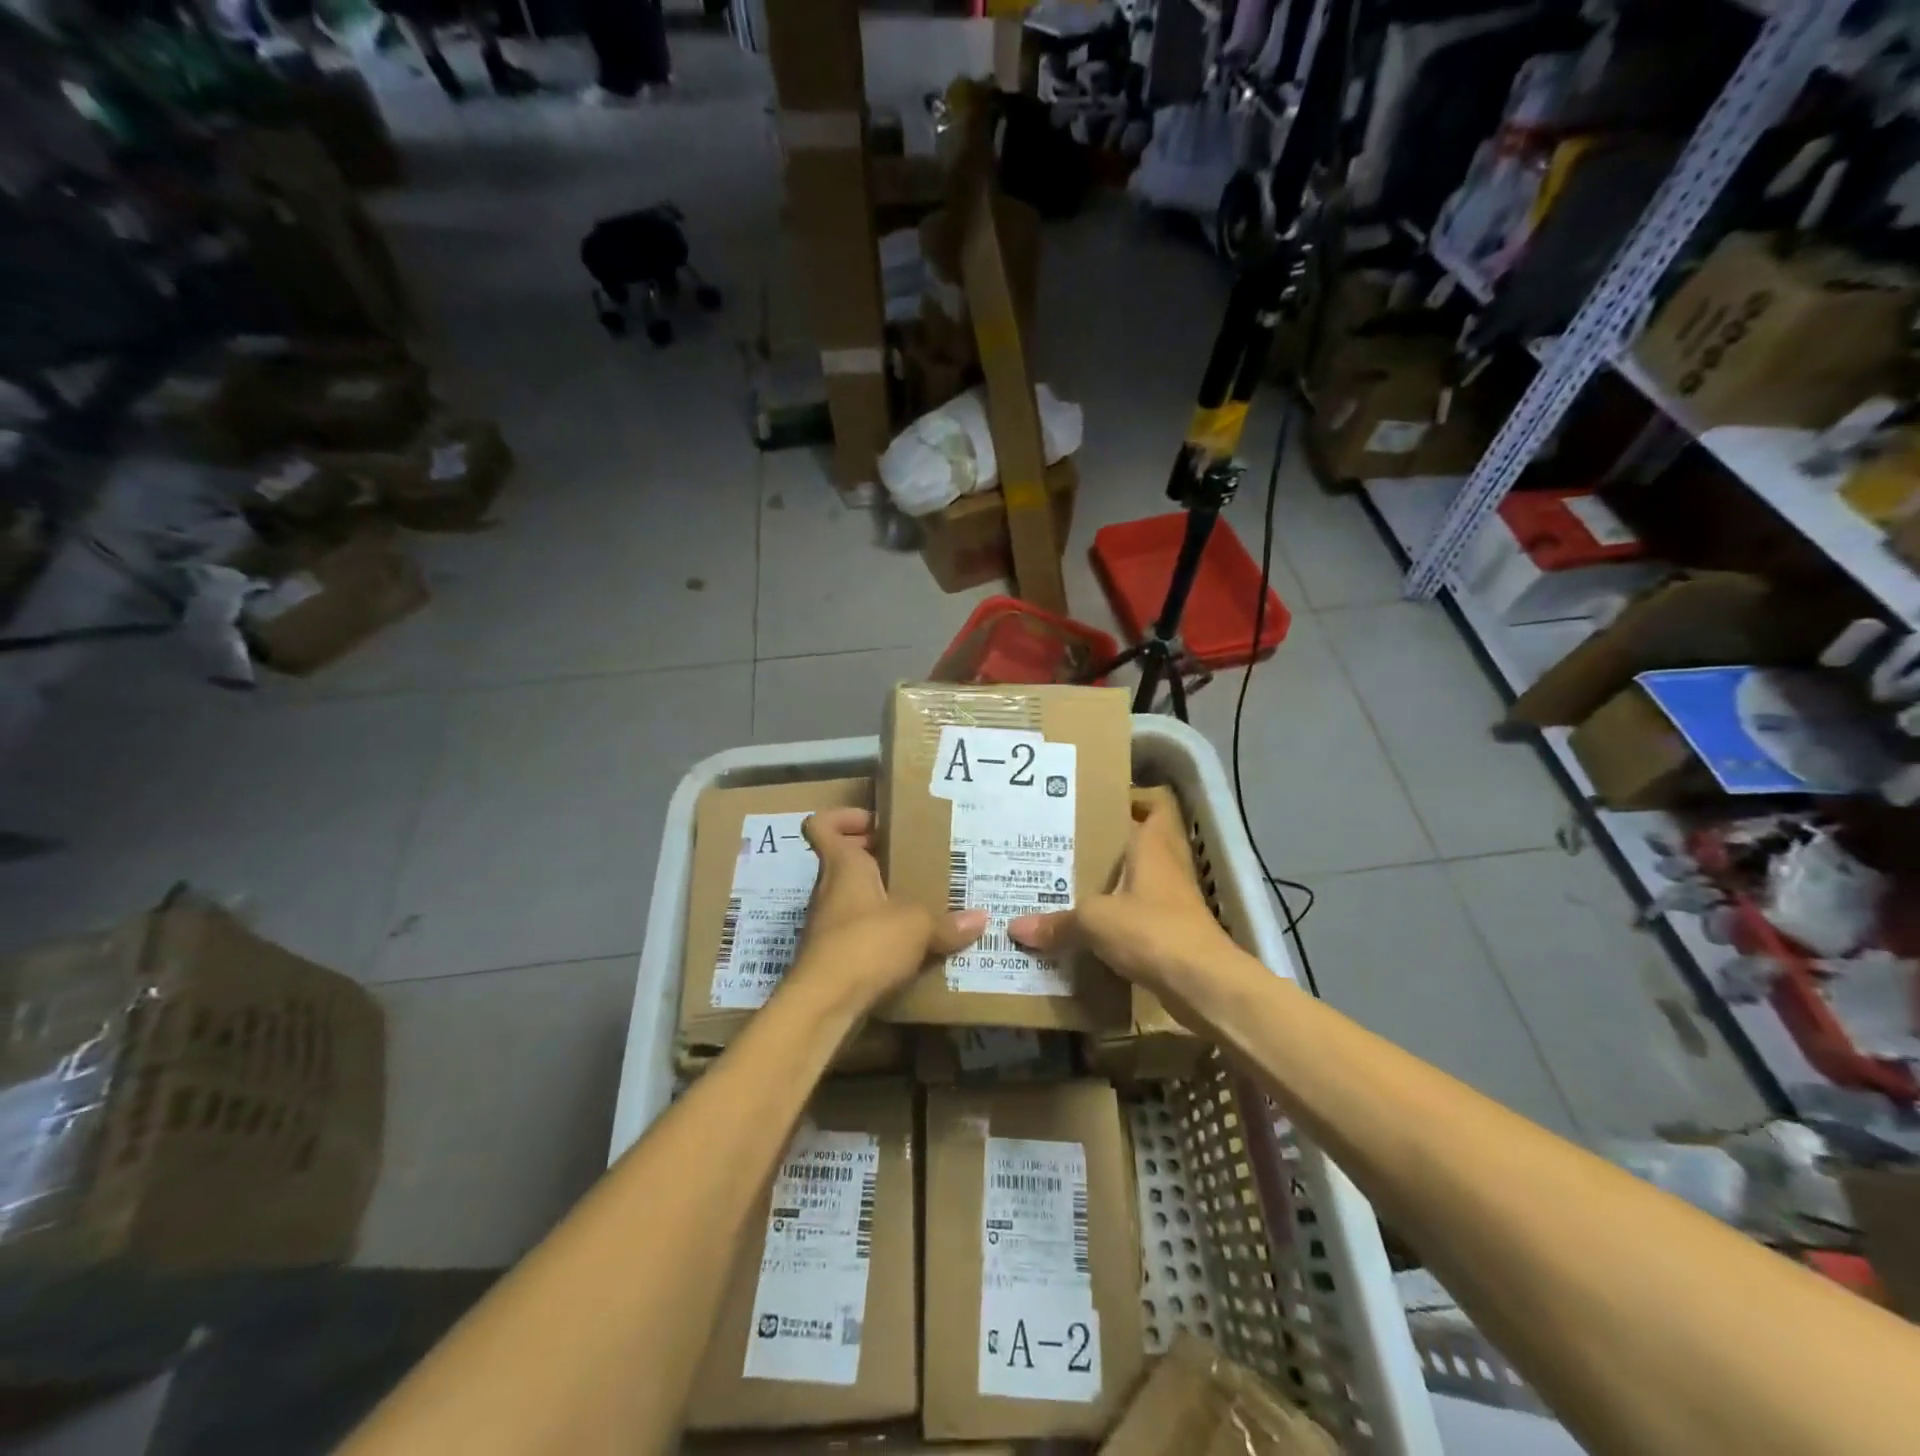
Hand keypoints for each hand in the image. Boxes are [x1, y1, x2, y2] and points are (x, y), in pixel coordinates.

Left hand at [789, 808, 986, 1013]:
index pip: (822, 826)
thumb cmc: (865, 945)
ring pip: (853, 897)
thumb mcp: (917, 927)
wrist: (823, 1005)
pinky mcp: (833, 957)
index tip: (878, 823)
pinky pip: (858, 931)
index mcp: (843, 867)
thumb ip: (948, 922)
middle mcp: (830, 889)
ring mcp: (828, 925)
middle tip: (916, 862)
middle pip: (844, 860)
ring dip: (882, 897)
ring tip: (922, 904)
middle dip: (877, 857)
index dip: (844, 818)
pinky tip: (911, 946)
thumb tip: (980, 919)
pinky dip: (880, 933)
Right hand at [1009, 799, 1250, 1018]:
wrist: (1204, 985)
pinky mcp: (1171, 935)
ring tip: (1067, 886)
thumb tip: (1015, 928)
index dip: (1131, 802)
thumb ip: (1057, 922)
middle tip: (1064, 846)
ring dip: (1110, 887)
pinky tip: (1087, 929)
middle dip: (1106, 848)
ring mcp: (1172, 903)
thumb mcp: (1095, 921)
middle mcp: (1166, 868)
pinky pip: (1137, 918)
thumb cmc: (1152, 931)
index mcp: (1152, 847)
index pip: (1152, 808)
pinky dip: (1116, 921)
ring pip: (1136, 884)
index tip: (1094, 805)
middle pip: (1138, 846)